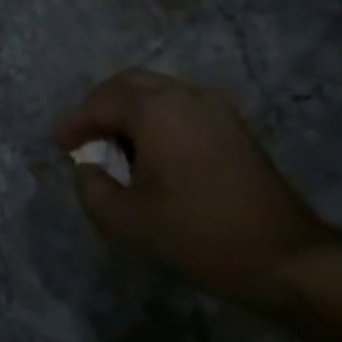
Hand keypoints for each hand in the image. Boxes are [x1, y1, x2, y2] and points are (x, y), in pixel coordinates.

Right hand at [53, 70, 341, 308]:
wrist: (282, 257)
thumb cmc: (196, 234)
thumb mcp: (124, 221)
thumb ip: (91, 187)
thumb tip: (87, 168)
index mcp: (156, 111)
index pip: (100, 102)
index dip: (74, 122)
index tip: (59, 146)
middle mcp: (186, 96)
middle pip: (129, 84)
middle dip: (99, 107)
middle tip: (82, 138)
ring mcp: (216, 109)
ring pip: (157, 93)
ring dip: (127, 112)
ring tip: (112, 147)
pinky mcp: (233, 128)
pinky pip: (180, 107)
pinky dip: (154, 120)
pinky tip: (148, 155)